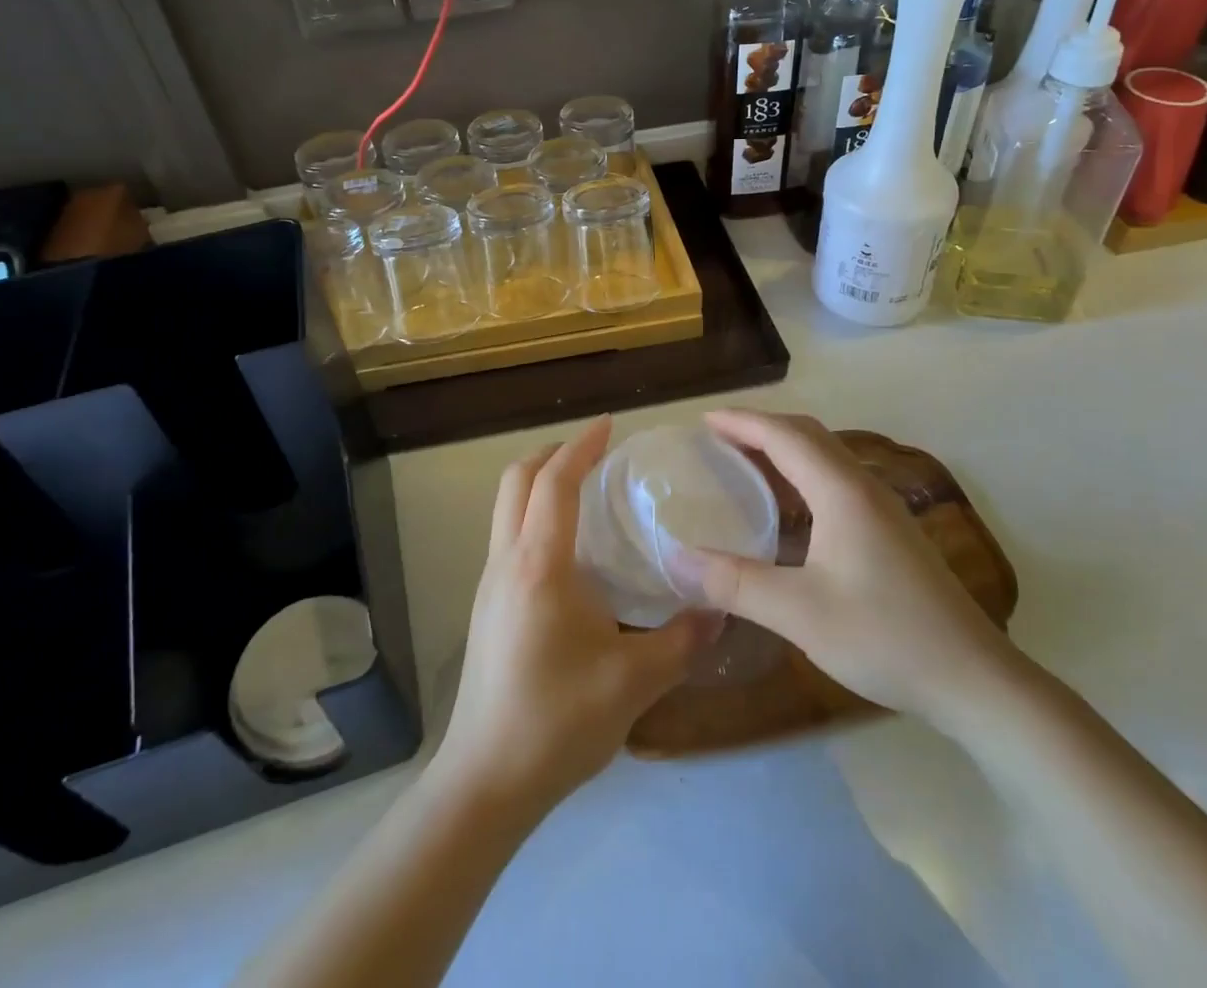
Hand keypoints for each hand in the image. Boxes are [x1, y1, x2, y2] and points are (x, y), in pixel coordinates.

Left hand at [434, 416, 712, 817]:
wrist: (486, 781)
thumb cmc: (557, 720)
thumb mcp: (634, 682)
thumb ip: (682, 640)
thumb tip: (720, 608)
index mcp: (539, 564)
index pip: (555, 482)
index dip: (581, 446)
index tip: (609, 426)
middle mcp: (507, 561)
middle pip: (516, 480)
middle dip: (553, 453)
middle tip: (595, 452)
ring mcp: (490, 584)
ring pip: (506, 507)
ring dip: (539, 483)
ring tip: (584, 491)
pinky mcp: (487, 607)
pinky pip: (507, 536)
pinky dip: (533, 515)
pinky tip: (569, 550)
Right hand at [677, 409, 1024, 731]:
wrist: (973, 678)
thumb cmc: (884, 635)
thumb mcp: (798, 612)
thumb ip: (734, 582)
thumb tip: (676, 558)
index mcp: (841, 491)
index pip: (784, 436)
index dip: (742, 422)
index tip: (703, 420)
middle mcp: (863, 487)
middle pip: (807, 435)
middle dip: (761, 427)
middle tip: (718, 438)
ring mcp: (882, 509)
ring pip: (825, 457)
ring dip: (784, 449)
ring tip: (744, 462)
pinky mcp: (890, 532)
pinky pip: (836, 480)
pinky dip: (802, 475)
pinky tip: (789, 508)